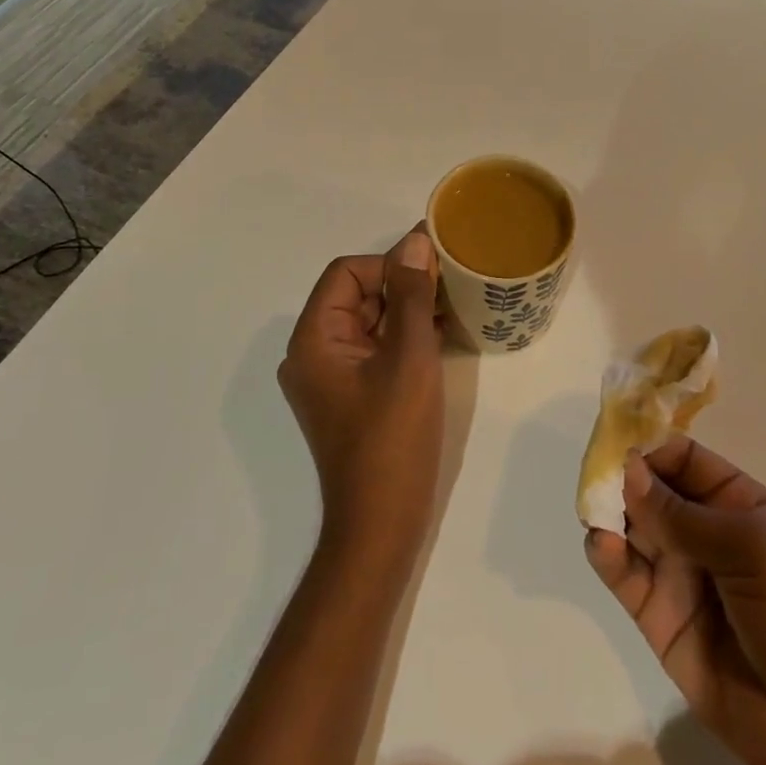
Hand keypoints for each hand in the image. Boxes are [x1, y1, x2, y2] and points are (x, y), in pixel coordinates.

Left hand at [278, 229, 443, 565]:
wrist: (381, 525)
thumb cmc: (393, 438)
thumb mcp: (409, 358)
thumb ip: (411, 295)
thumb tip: (414, 240)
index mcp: (313, 339)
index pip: (346, 273)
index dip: (388, 264)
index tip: (433, 272)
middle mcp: (313, 352)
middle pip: (356, 295)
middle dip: (402, 286)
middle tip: (451, 286)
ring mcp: (331, 377)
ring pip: (369, 322)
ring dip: (407, 311)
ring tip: (452, 307)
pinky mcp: (350, 396)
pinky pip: (375, 350)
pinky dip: (404, 338)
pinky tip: (441, 335)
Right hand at [585, 438, 765, 764]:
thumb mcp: (753, 551)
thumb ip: (684, 514)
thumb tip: (627, 470)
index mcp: (735, 503)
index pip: (681, 458)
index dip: (649, 446)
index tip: (615, 442)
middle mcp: (702, 531)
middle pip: (648, 489)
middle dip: (620, 477)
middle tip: (593, 476)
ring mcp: (677, 573)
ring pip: (629, 527)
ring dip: (607, 512)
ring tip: (594, 510)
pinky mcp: (656, 615)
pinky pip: (623, 574)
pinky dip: (605, 554)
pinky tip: (602, 545)